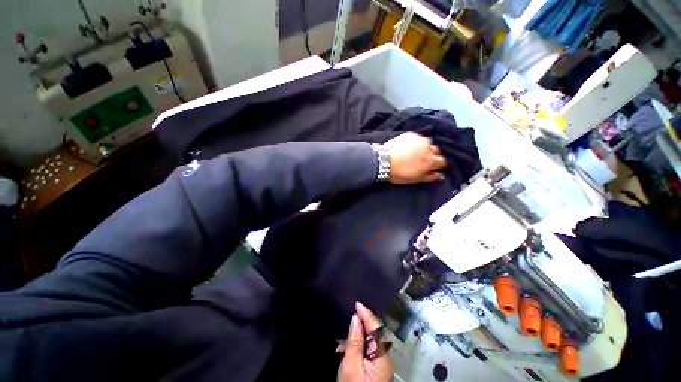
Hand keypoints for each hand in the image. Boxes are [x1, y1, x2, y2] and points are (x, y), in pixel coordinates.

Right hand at [337, 302, 393, 381]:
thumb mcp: (350, 366)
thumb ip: (354, 341)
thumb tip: (356, 319)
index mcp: (382, 358)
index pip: (376, 329)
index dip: (367, 315)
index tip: (358, 304)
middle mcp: (385, 359)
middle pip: (375, 334)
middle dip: (362, 325)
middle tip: (350, 319)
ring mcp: (381, 364)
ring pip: (370, 341)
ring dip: (358, 336)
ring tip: (345, 339)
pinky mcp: (375, 367)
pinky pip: (367, 349)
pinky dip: (358, 345)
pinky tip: (347, 348)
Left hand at [382, 132, 446, 183]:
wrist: (383, 160)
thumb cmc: (399, 173)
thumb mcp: (415, 179)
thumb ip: (430, 177)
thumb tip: (441, 176)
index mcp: (431, 160)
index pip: (442, 161)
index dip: (439, 165)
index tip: (434, 166)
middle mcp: (428, 148)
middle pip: (436, 151)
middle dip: (433, 155)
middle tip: (424, 160)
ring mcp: (420, 140)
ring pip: (428, 143)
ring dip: (425, 147)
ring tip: (417, 152)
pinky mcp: (411, 135)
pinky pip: (418, 138)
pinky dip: (416, 142)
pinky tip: (409, 147)